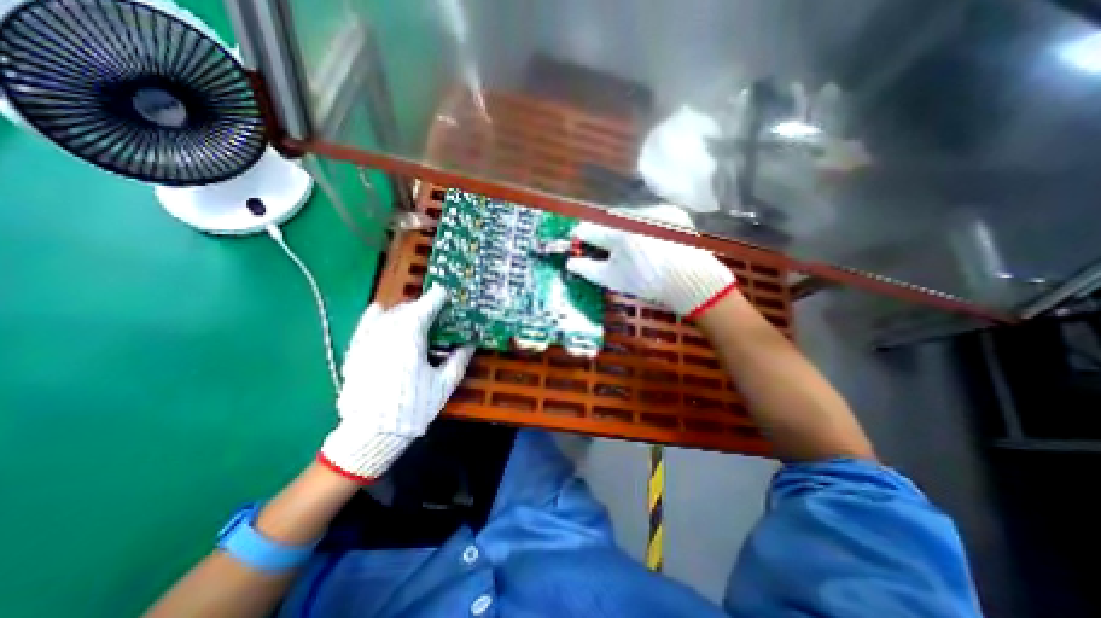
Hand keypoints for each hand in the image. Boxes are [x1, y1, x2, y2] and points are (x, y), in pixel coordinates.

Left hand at [316, 284, 474, 481]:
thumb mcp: (444, 385)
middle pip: (405, 309)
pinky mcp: (355, 352)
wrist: (372, 434)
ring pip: (387, 314)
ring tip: (413, 316)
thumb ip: (459, 360)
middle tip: (434, 310)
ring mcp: (367, 341)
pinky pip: (365, 324)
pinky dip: (376, 316)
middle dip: (421, 305)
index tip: (444, 292)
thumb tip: (470, 344)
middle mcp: (387, 333)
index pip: (424, 308)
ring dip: (402, 311)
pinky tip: (381, 313)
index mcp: (410, 338)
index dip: (436, 298)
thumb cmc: (414, 407)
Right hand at [568, 204, 738, 319]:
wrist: (691, 281)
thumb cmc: (647, 283)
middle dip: (604, 231)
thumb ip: (588, 269)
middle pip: (607, 219)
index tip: (580, 241)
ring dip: (624, 226)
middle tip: (608, 247)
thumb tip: (569, 263)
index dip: (581, 236)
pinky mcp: (672, 211)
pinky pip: (649, 214)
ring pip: (628, 215)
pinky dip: (645, 224)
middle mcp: (634, 216)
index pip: (588, 229)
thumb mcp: (613, 280)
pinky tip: (652, 240)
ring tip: (633, 245)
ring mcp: (655, 211)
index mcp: (617, 234)